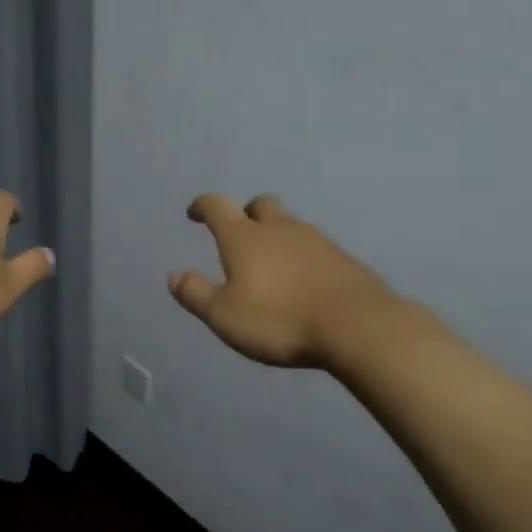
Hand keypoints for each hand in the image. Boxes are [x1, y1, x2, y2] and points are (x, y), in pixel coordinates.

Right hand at [169, 193, 395, 368]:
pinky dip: (301, 257)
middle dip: (246, 212)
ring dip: (276, 236)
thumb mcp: (224, 316)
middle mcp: (279, 230)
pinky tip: (302, 281)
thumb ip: (196, 294)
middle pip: (260, 205)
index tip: (194, 212)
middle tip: (239, 232)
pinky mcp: (343, 260)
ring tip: (271, 264)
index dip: (203, 206)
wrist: (357, 326)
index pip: (218, 207)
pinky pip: (314, 248)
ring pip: (290, 226)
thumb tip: (174, 276)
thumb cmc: (279, 319)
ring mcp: (316, 241)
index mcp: (244, 238)